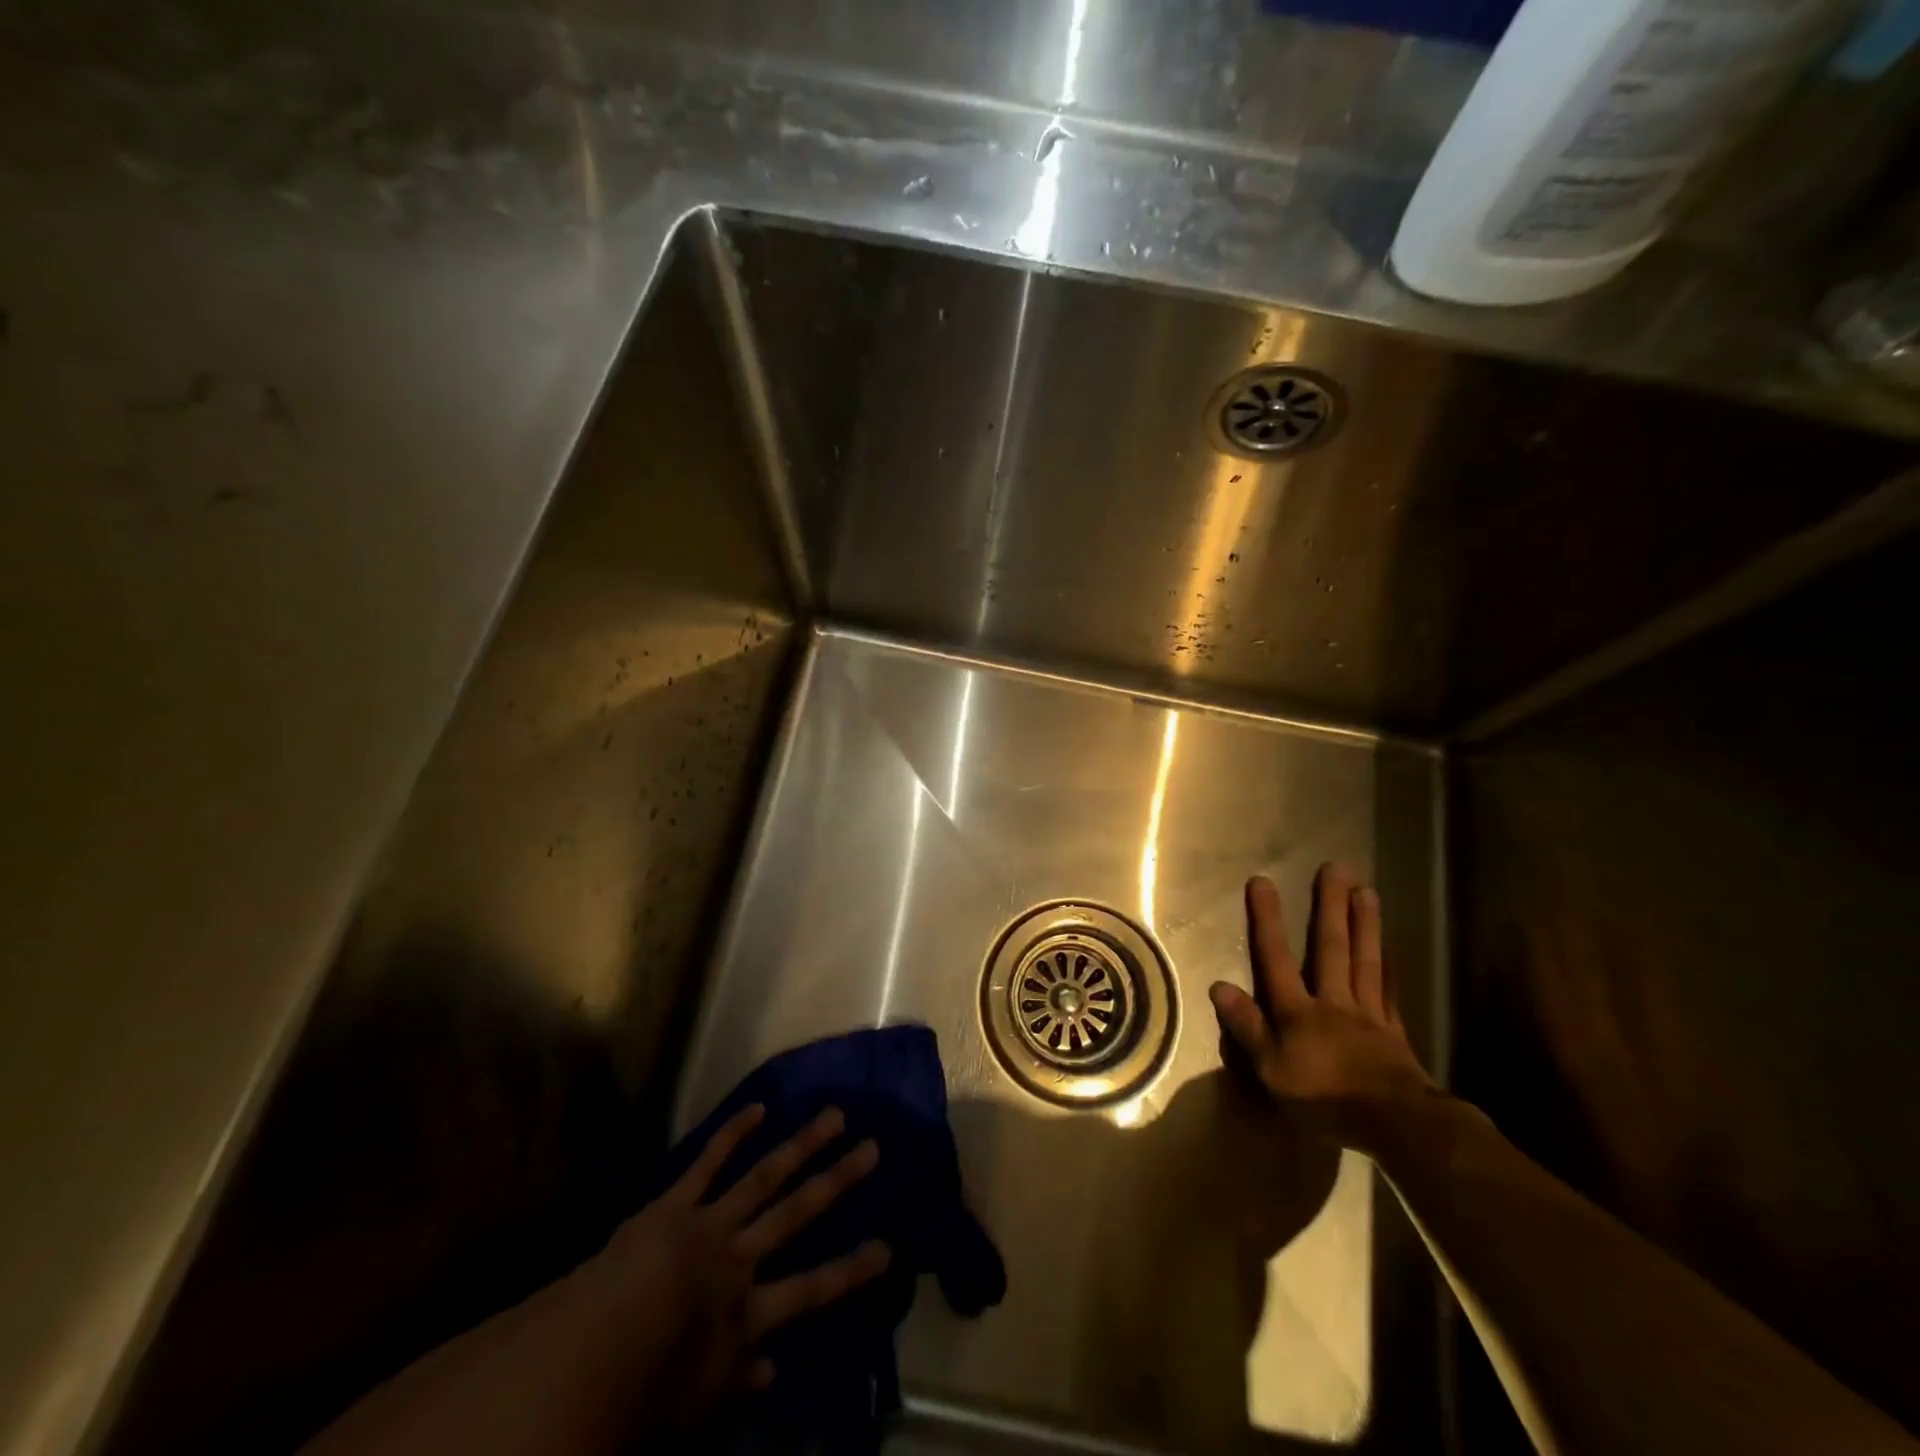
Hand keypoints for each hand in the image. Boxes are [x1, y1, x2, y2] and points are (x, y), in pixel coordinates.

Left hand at [573, 1104, 889, 1433]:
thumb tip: (773, 1371)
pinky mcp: (676, 1202)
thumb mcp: (695, 1405)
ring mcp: (710, 1222)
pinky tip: (759, 1108)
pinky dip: (733, 1134)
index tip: (887, 1247)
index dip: (851, 1270)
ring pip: (765, 1177)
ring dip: (801, 1144)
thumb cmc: (642, 1391)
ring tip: (834, 1115)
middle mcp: (739, 1258)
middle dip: (836, 1181)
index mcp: (746, 1311)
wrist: (591, 1350)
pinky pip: (708, 1163)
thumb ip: (737, 1381)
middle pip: (796, 1213)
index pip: (812, 1290)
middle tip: (871, 1148)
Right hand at [1209, 865, 1439, 1150]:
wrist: (1394, 1125)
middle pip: (1330, 948)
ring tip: (1366, 891)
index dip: (1267, 920)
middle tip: (1334, 868)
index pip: (1276, 958)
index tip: (1262, 882)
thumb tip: (1219, 985)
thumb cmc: (1323, 1098)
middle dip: (1328, 907)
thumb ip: (1246, 1026)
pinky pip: (1389, 992)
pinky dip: (1389, 968)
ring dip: (1365, 925)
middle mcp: (1332, 1001)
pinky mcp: (1393, 1033)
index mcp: (1297, 1011)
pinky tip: (1390, 951)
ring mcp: (1367, 1015)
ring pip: (1365, 961)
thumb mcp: (1270, 1069)